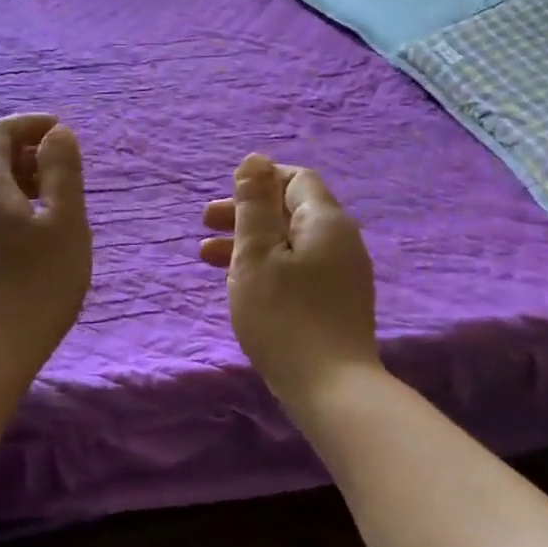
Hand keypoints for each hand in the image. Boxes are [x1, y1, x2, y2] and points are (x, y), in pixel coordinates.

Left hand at [0, 114, 91, 377]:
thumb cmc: (37, 281)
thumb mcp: (65, 221)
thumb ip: (62, 170)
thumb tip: (57, 133)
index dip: (29, 124)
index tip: (60, 133)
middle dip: (25, 153)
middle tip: (62, 172)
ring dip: (16, 181)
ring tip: (51, 203)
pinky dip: (4, 206)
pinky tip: (28, 234)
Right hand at [200, 154, 379, 413]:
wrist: (330, 387)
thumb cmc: (284, 315)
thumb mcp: (256, 254)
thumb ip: (253, 205)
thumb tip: (254, 159)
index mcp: (325, 221)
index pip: (295, 180)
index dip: (258, 181)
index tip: (224, 200)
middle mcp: (341, 240)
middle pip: (291, 211)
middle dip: (246, 214)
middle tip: (204, 225)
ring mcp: (343, 274)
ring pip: (291, 243)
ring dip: (250, 243)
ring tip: (208, 258)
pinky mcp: (336, 302)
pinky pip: (299, 269)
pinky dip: (267, 267)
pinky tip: (240, 286)